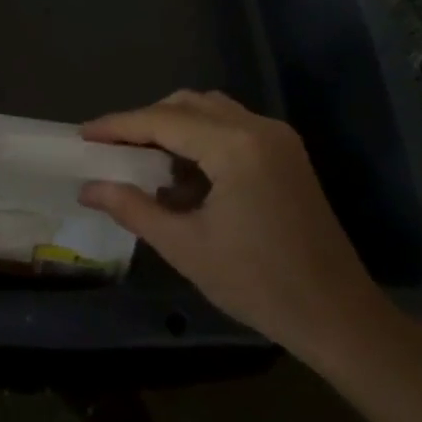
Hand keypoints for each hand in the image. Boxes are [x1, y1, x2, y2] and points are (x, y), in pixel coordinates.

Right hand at [79, 90, 394, 357]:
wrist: (338, 316)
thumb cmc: (258, 284)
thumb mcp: (185, 247)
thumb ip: (133, 207)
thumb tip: (88, 188)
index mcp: (235, 146)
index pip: (163, 120)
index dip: (119, 125)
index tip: (83, 133)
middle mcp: (258, 127)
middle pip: (187, 104)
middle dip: (145, 122)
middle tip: (112, 149)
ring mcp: (277, 138)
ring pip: (210, 111)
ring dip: (174, 127)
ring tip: (143, 161)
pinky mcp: (286, 153)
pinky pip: (232, 127)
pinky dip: (201, 139)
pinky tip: (183, 174)